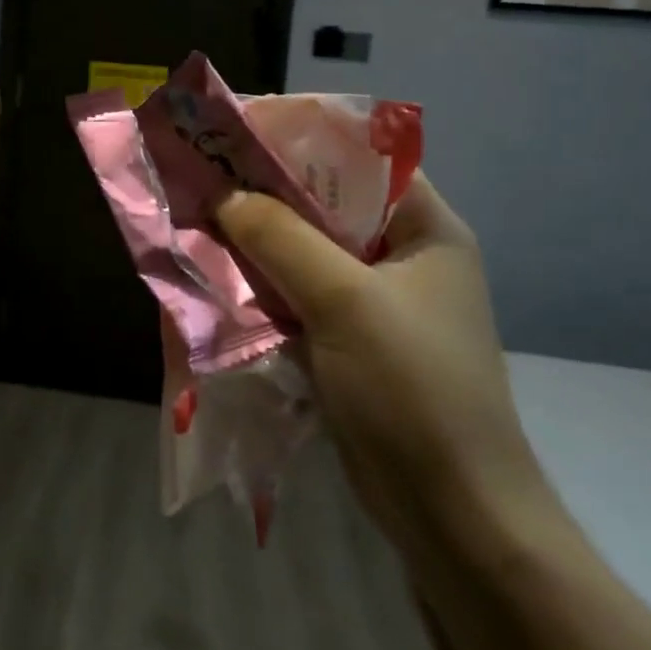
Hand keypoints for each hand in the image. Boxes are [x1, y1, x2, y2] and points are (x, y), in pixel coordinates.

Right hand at [215, 174, 549, 553]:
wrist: (452, 514)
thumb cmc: (412, 390)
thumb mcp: (344, 301)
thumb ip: (280, 238)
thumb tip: (222, 193)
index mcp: (425, 229)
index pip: (359, 158)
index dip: (300, 141)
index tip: (236, 135)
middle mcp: (402, 256)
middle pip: (324, 206)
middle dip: (264, 194)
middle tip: (203, 178)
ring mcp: (375, 302)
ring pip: (304, 252)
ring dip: (256, 243)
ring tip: (198, 221)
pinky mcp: (349, 340)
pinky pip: (296, 295)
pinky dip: (260, 286)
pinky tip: (216, 278)